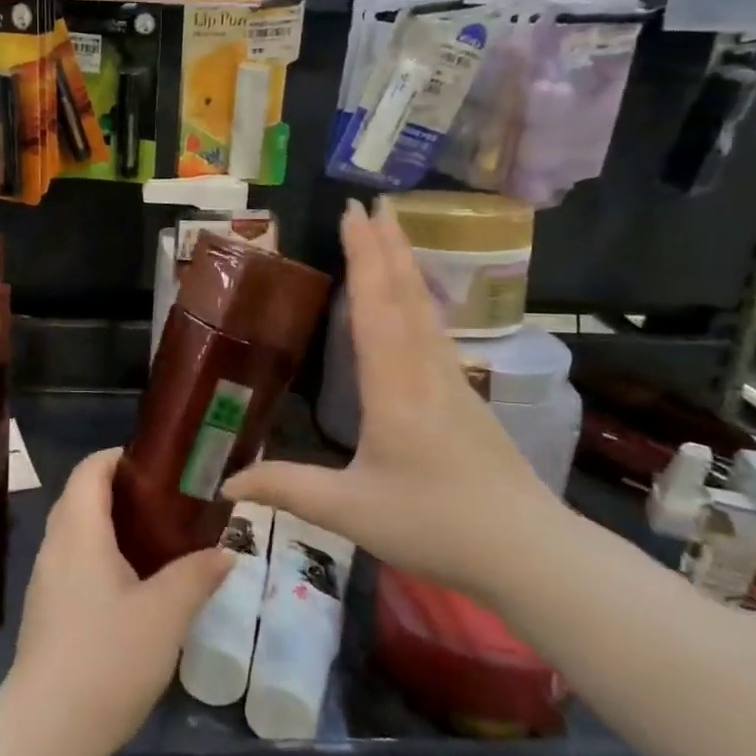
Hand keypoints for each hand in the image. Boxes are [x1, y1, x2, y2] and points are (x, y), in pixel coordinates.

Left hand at [1, 447, 232, 755]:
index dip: (120, 457)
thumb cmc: (108, 657)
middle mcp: (55, 545)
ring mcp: (45, 579)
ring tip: (158, 541)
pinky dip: (101, 555)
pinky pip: (73, 562)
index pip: (90, 469)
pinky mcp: (45, 610)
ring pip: (77, 531)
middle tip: (169, 503)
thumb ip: (197, 575)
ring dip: (112, 525)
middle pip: (82, 496)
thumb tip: (225, 551)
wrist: (47, 730)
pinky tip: (133, 585)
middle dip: (122, 491)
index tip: (161, 466)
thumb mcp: (166, 614)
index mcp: (79, 530)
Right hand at [223, 198, 560, 602]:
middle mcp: (425, 372)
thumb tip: (226, 482)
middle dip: (386, 245)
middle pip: (405, 296)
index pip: (376, 308)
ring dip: (405, 266)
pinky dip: (417, 299)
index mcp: (394, 388)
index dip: (363, 257)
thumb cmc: (435, 526)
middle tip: (372, 202)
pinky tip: (414, 303)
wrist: (529, 554)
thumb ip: (286, 489)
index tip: (353, 213)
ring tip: (392, 232)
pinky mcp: (464, 398)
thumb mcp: (350, 512)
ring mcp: (451, 382)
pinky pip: (433, 332)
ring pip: (424, 310)